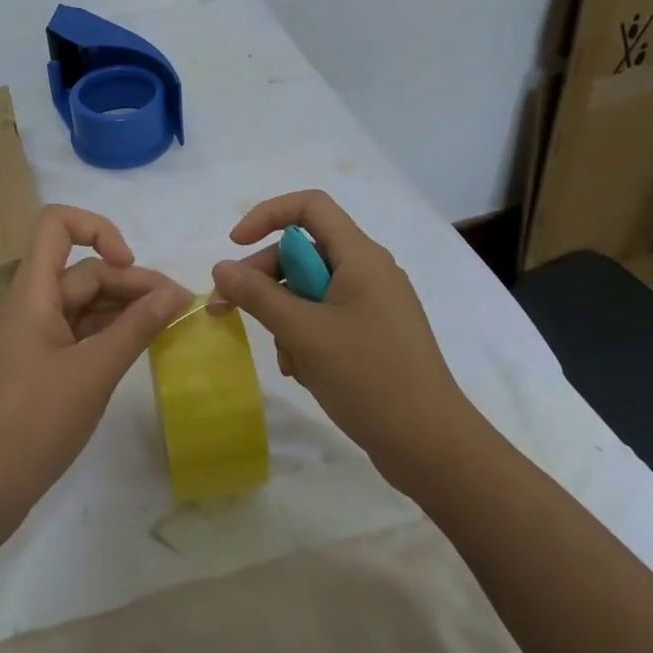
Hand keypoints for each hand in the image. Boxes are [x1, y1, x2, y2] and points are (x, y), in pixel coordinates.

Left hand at [0, 205, 189, 539]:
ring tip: (166, 330)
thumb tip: (175, 294)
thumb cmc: (32, 424)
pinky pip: (71, 335)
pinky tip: (133, 352)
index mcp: (30, 293)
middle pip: (80, 272)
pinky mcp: (30, 367)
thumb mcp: (93, 373)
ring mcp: (26, 338)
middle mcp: (25, 306)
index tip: (131, 266)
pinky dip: (103, 337)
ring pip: (79, 305)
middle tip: (178, 309)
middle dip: (129, 283)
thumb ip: (136, 329)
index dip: (99, 230)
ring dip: (121, 311)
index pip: (57, 225)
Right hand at [210, 191, 470, 494]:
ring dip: (284, 317)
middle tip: (225, 308)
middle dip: (263, 278)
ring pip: (310, 291)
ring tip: (287, 359)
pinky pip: (325, 319)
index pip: (310, 207)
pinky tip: (303, 371)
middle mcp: (369, 272)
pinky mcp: (373, 335)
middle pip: (302, 252)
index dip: (268, 215)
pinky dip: (305, 338)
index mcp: (360, 257)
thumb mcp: (304, 333)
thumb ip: (258, 296)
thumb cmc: (368, 377)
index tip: (235, 245)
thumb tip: (221, 268)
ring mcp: (373, 305)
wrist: (430, 445)